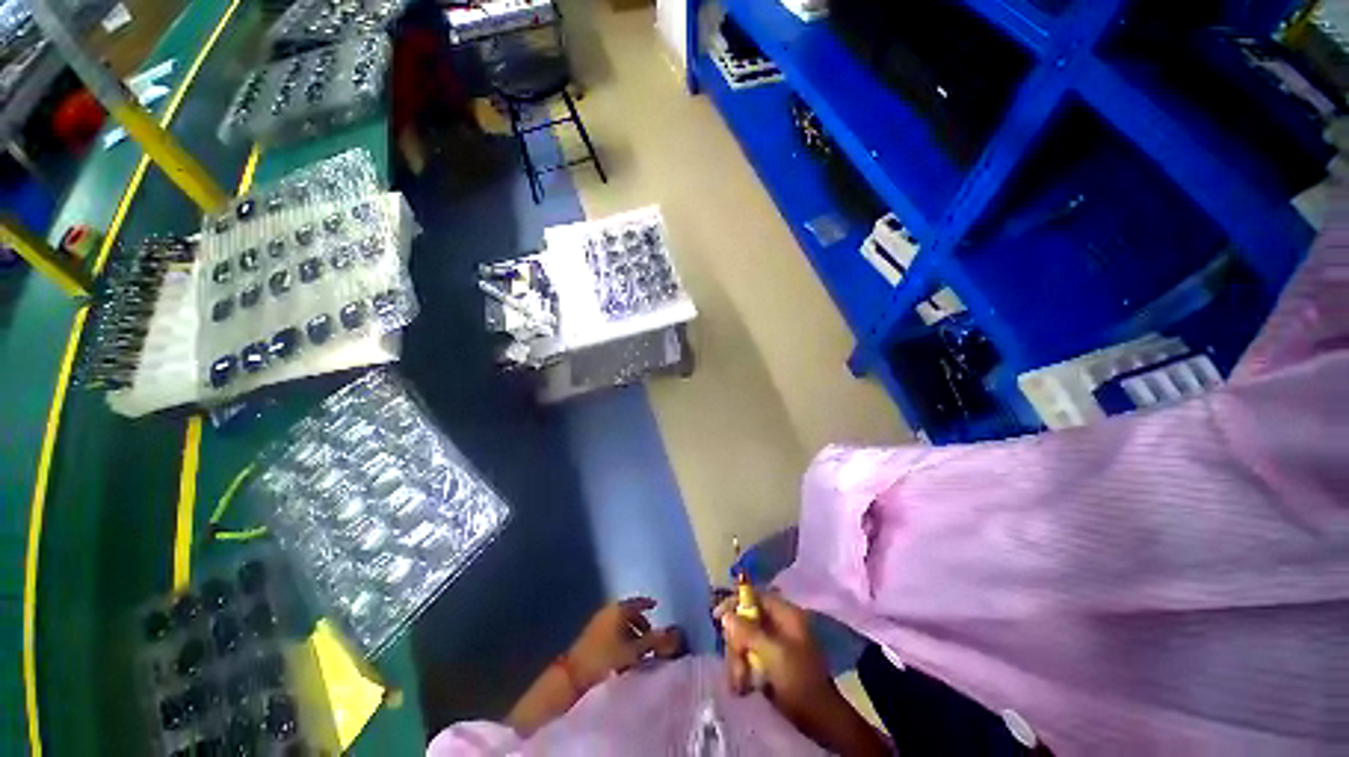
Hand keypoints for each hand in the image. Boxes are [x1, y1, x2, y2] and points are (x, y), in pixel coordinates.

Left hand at [567, 597, 683, 688]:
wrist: (573, 675)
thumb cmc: (606, 658)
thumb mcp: (634, 651)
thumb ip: (654, 641)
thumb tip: (674, 633)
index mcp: (618, 609)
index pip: (636, 601)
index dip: (647, 603)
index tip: (656, 606)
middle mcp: (607, 611)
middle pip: (628, 613)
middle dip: (640, 622)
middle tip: (651, 634)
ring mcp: (597, 623)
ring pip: (619, 624)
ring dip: (630, 632)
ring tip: (639, 648)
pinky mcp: (590, 637)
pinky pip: (611, 632)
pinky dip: (621, 638)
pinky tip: (625, 654)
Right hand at [715, 593, 834, 710]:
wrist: (821, 721)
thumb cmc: (800, 681)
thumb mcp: (774, 654)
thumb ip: (748, 632)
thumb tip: (725, 615)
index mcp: (786, 615)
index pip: (756, 596)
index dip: (735, 601)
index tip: (717, 615)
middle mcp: (780, 625)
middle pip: (747, 619)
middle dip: (737, 641)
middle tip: (734, 660)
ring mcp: (776, 644)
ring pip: (745, 640)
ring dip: (737, 660)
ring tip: (738, 681)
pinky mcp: (772, 663)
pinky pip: (749, 657)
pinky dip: (743, 669)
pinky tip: (741, 686)